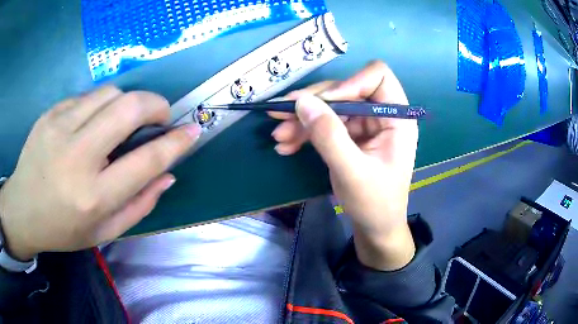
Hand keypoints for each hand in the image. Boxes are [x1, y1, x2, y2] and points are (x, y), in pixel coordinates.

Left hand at [0, 86, 199, 260]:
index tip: (192, 131)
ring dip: (127, 103)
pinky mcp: (50, 113)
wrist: (22, 210)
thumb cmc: (63, 229)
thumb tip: (169, 174)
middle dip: (155, 106)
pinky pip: (87, 96)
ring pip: (110, 93)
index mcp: (93, 197)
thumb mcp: (104, 232)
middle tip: (159, 117)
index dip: (176, 143)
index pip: (146, 161)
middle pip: (129, 108)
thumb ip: (140, 204)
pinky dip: (100, 105)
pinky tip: (91, 124)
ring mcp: (59, 128)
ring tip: (120, 123)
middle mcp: (77, 157)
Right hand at [269, 61, 417, 269]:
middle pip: (345, 90)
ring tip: (279, 137)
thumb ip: (328, 135)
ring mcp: (364, 125)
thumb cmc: (374, 203)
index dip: (350, 83)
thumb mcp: (352, 171)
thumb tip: (301, 102)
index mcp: (397, 118)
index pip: (378, 77)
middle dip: (313, 103)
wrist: (374, 227)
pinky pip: (324, 124)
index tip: (324, 103)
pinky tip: (286, 145)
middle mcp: (381, 115)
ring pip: (329, 107)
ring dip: (302, 119)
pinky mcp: (349, 136)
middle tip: (280, 116)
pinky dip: (304, 132)